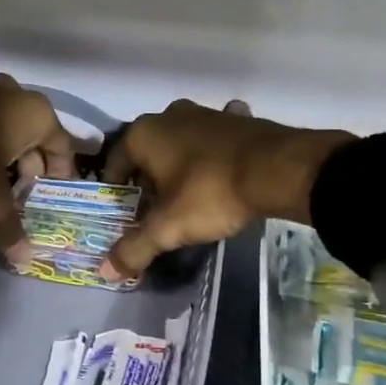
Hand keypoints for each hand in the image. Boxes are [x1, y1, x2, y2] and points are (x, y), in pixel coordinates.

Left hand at [0, 75, 78, 263]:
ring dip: (5, 157)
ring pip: (5, 129)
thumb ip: (10, 229)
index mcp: (34, 112)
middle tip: (23, 197)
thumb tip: (25, 260)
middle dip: (31, 168)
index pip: (63, 146)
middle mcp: (12, 92)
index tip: (53, 198)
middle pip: (34, 137)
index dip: (61, 176)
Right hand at [101, 99, 353, 280]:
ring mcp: (206, 113)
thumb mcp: (168, 227)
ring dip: (180, 166)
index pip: (115, 164)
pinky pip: (215, 141)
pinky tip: (221, 173)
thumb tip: (106, 271)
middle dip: (149, 180)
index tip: (124, 215)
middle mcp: (169, 115)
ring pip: (181, 144)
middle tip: (156, 211)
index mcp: (144, 134)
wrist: (278, 169)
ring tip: (188, 197)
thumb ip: (135, 248)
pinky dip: (213, 155)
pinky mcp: (237, 120)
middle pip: (148, 154)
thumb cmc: (210, 193)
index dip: (116, 192)